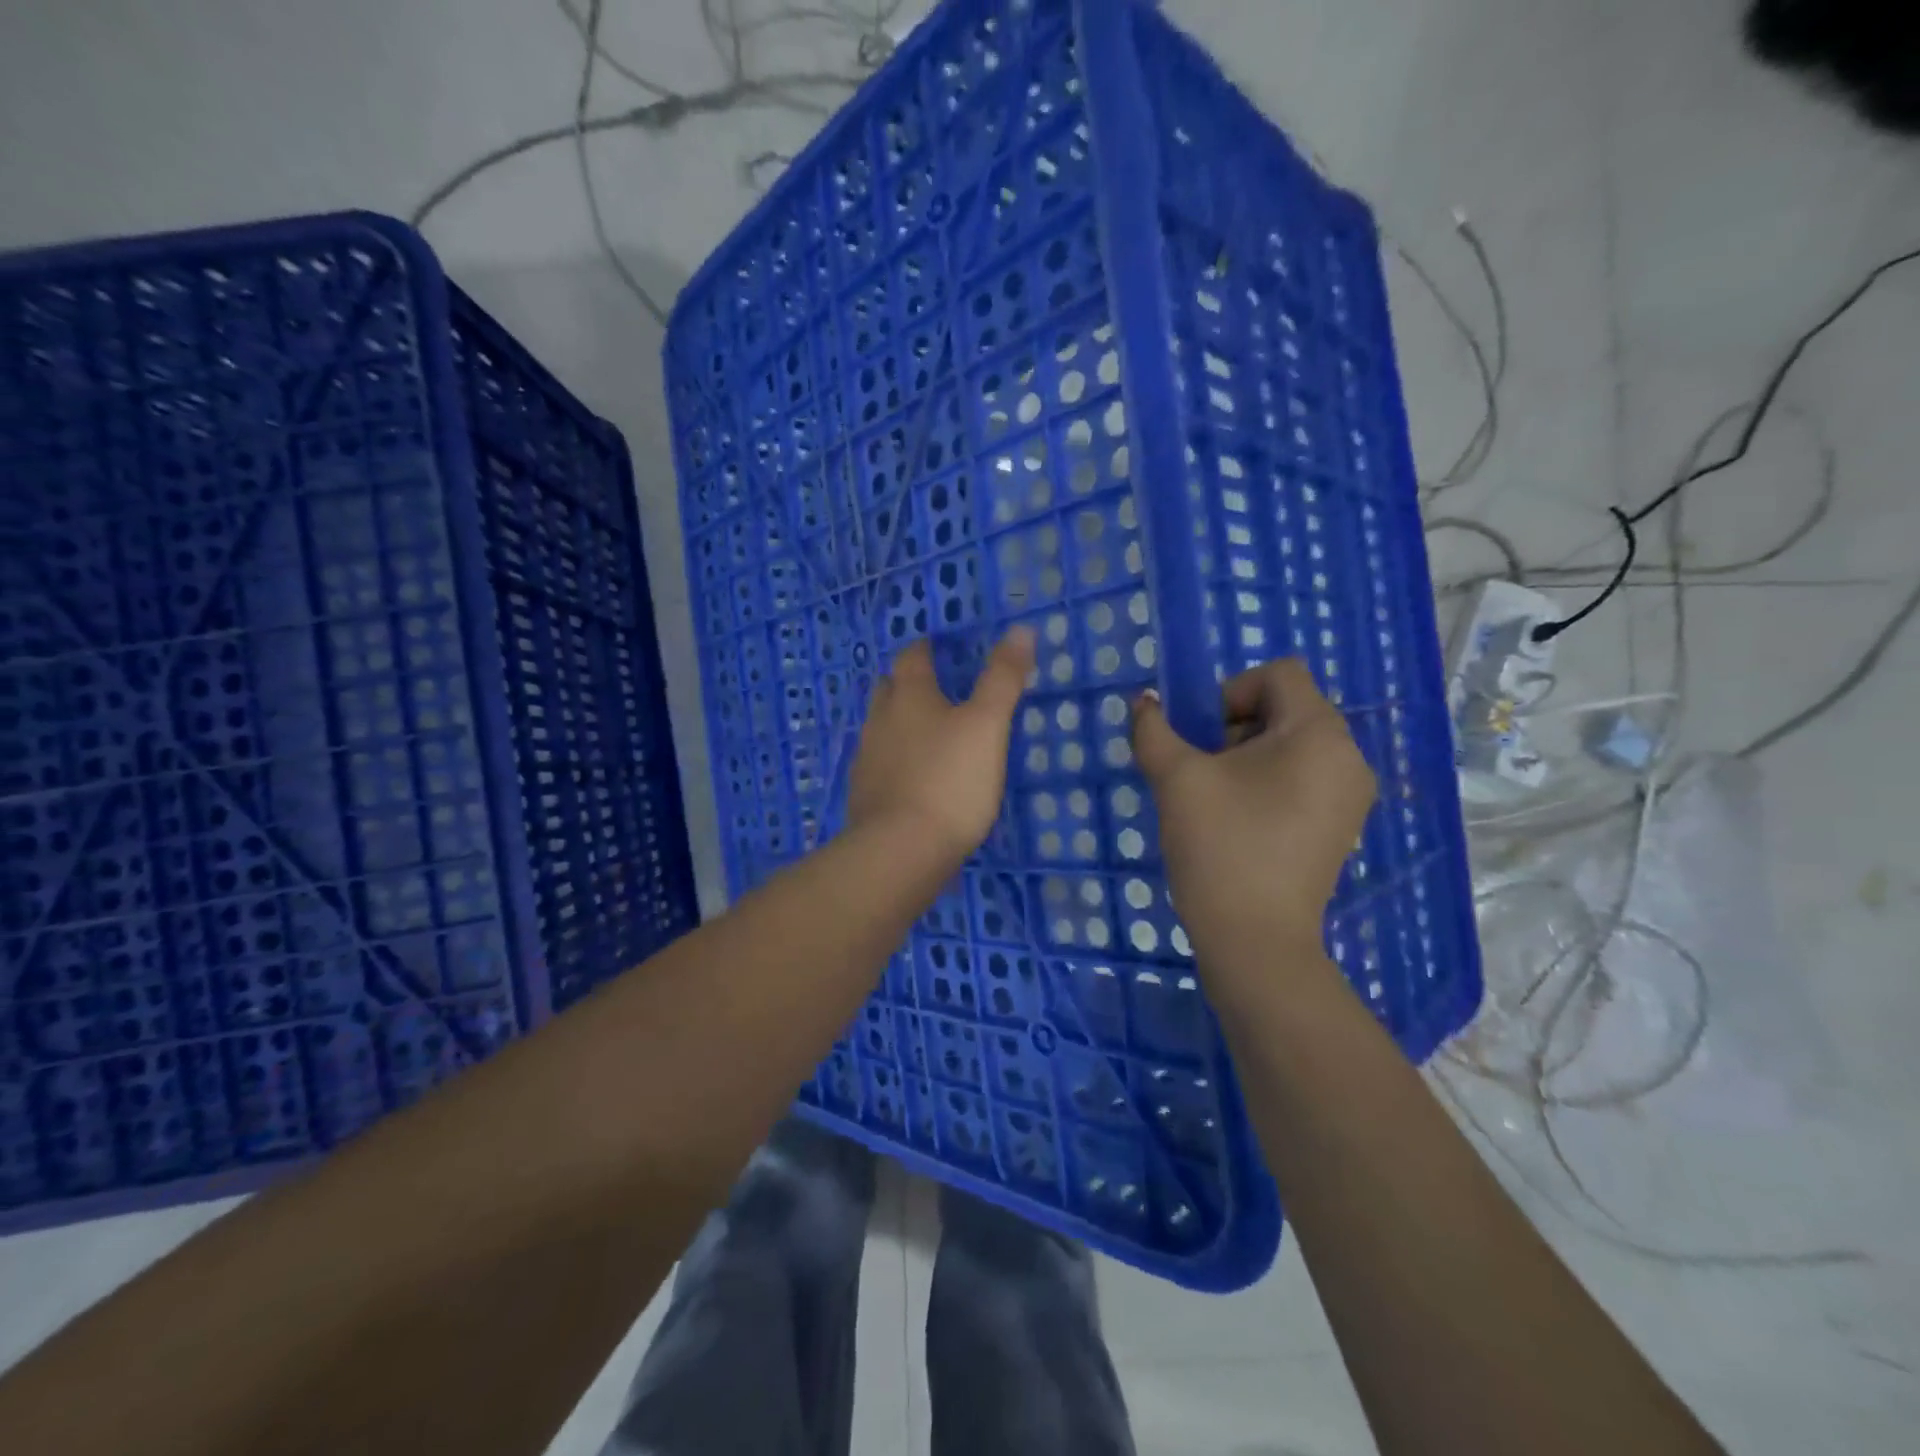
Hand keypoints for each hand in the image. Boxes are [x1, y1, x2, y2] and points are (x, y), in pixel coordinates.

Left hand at [847, 630, 1035, 860]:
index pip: (911, 658)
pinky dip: (893, 762)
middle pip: (887, 690)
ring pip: (879, 728)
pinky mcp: (863, 796)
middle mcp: (880, 721)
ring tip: (923, 733)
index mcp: (909, 697)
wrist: (902, 850)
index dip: (924, 648)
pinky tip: (910, 778)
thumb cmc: (950, 780)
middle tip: (930, 688)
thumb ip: (1003, 678)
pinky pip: (878, 766)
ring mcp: (866, 760)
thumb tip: (1020, 629)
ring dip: (897, 724)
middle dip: (905, 684)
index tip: (934, 646)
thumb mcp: (987, 725)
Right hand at [1131, 659, 1374, 975]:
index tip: (1203, 736)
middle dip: (1235, 726)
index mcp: (1318, 733)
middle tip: (1203, 769)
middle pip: (1287, 709)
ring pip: (1294, 746)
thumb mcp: (1176, 779)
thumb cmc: (1220, 846)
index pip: (1280, 674)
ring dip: (1248, 755)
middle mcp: (1348, 756)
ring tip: (1217, 798)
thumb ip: (1154, 730)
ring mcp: (1350, 796)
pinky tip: (1239, 822)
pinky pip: (1304, 779)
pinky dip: (1269, 783)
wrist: (1255, 940)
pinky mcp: (1341, 827)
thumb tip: (1144, 701)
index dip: (1231, 691)